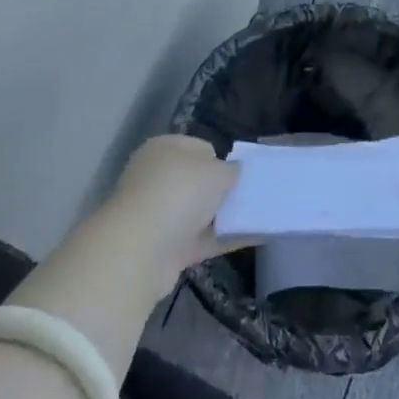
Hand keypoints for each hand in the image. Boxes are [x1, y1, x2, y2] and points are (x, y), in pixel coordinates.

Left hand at [96, 135, 244, 298]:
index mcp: (164, 149)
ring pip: (199, 212)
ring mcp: (158, 215)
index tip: (240, 174)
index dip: (222, 159)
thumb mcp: (217, 171)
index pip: (199, 148)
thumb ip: (232, 170)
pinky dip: (223, 239)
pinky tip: (251, 239)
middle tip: (249, 196)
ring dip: (223, 217)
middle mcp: (157, 178)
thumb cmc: (180, 192)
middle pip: (198, 182)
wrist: (141, 250)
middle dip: (222, 190)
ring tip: (258, 218)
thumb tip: (234, 173)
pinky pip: (201, 240)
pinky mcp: (164, 249)